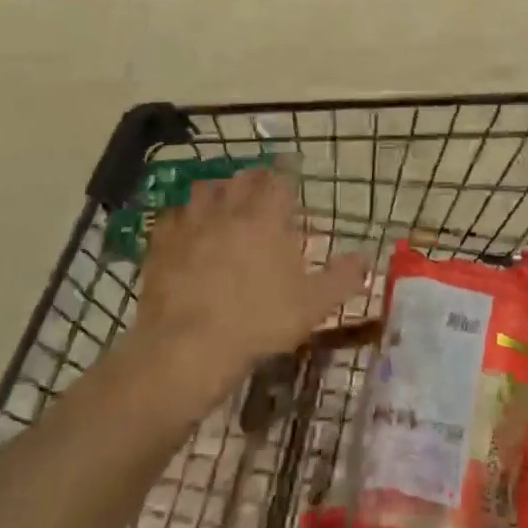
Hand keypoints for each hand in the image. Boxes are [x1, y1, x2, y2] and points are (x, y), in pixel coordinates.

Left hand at [127, 168, 368, 402]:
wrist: (187, 349)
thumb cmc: (258, 323)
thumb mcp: (313, 306)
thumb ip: (343, 278)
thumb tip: (367, 258)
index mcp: (266, 218)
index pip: (279, 180)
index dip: (287, 178)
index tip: (291, 184)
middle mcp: (229, 211)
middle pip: (242, 178)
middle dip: (254, 180)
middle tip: (262, 192)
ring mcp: (191, 225)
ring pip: (205, 189)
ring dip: (218, 190)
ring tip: (224, 204)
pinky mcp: (161, 245)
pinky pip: (171, 217)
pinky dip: (182, 217)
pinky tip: (186, 231)